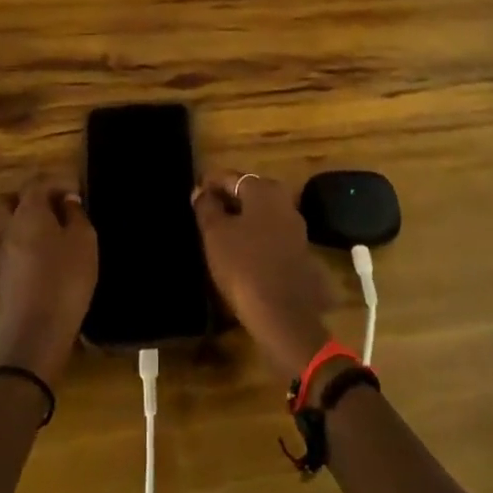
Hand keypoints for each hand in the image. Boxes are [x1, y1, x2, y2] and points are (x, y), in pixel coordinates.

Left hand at [0, 176, 96, 384]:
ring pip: (1, 226)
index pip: (36, 183)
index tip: (76, 193)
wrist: (33, 339)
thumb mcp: (84, 243)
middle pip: (6, 201)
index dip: (56, 182)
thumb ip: (76, 216)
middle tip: (52, 208)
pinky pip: (4, 251)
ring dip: (19, 223)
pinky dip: (18, 246)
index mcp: (28, 213)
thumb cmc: (65, 282)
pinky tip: (39, 259)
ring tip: (47, 233)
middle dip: (26, 198)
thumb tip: (67, 201)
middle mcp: (7, 229)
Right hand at [194, 169, 334, 376]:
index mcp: (264, 189)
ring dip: (241, 219)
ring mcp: (295, 226)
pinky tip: (239, 251)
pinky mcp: (299, 251)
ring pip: (260, 214)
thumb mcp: (215, 234)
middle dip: (227, 200)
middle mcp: (284, 200)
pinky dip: (253, 236)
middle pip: (248, 192)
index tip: (194, 194)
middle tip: (204, 213)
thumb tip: (201, 191)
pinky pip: (270, 233)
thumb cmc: (244, 266)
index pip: (230, 177)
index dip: (209, 183)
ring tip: (218, 233)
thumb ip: (206, 207)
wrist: (284, 316)